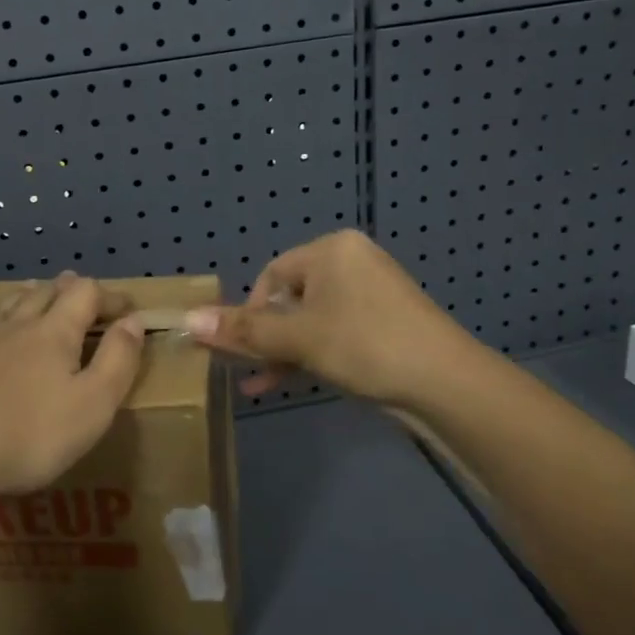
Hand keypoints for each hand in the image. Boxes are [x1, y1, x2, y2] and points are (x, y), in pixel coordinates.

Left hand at [0, 272, 146, 508]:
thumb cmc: (29, 434)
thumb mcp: (93, 405)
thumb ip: (118, 360)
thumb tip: (133, 320)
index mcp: (55, 333)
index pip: (87, 295)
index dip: (109, 295)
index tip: (126, 308)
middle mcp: (16, 325)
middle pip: (45, 293)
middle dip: (67, 290)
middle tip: (80, 291)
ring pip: (6, 304)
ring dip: (26, 295)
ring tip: (35, 290)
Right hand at [184, 230, 478, 409]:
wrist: (446, 383)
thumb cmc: (365, 345)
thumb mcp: (298, 338)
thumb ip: (243, 330)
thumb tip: (188, 319)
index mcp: (331, 250)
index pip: (271, 276)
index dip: (250, 312)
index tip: (243, 348)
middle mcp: (350, 262)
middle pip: (289, 298)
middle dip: (265, 336)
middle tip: (247, 369)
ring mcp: (370, 293)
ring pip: (310, 320)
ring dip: (284, 351)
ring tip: (263, 384)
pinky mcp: (383, 323)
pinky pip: (334, 331)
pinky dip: (312, 354)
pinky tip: (292, 381)